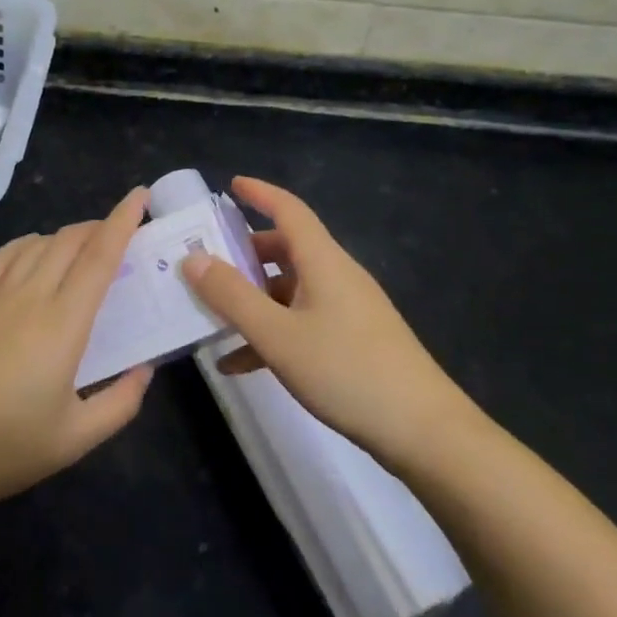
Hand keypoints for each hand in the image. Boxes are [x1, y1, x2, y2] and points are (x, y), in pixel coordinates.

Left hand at [0, 188, 154, 517]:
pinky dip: (26, 244)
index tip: (140, 196)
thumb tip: (145, 369)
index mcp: (63, 325)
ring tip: (84, 245)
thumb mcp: (75, 441)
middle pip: (69, 242)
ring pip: (37, 245)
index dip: (121, 222)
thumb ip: (120, 403)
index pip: (99, 258)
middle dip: (99, 226)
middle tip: (122, 234)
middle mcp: (30, 298)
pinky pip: (2, 257)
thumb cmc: (4, 449)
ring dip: (66, 236)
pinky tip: (33, 251)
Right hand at [181, 176, 474, 470]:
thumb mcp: (277, 335)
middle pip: (286, 250)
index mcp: (323, 261)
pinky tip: (239, 364)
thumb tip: (192, 258)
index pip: (289, 210)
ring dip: (253, 300)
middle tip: (208, 262)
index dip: (260, 193)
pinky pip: (302, 323)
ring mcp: (348, 309)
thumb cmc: (346, 370)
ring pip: (290, 290)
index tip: (230, 185)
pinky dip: (272, 333)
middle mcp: (336, 276)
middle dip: (245, 254)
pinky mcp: (353, 341)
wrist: (423, 431)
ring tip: (213, 318)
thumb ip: (231, 296)